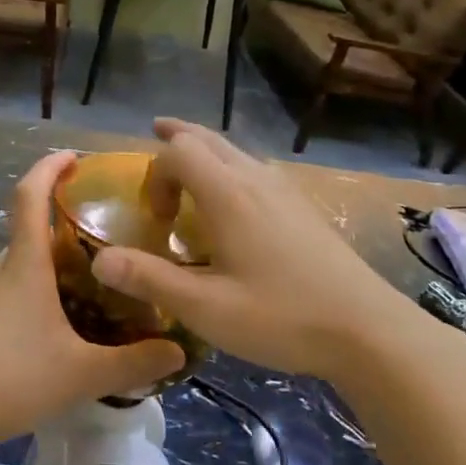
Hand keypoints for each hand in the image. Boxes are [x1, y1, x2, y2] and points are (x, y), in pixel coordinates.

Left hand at [0, 151, 185, 446]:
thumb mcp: (82, 374)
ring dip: (52, 263)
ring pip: (22, 264)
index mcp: (25, 264)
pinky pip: (11, 290)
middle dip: (65, 226)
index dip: (49, 167)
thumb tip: (179, 353)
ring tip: (91, 282)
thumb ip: (134, 363)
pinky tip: (58, 324)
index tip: (73, 156)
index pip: (30, 195)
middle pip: (31, 230)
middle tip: (107, 237)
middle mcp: (0, 269)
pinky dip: (37, 290)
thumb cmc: (12, 377)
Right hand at [90, 119, 399, 379]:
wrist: (368, 331)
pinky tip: (236, 201)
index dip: (155, 175)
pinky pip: (256, 170)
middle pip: (208, 139)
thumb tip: (97, 260)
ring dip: (205, 150)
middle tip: (155, 133)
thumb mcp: (205, 308)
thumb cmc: (281, 317)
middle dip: (177, 137)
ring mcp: (285, 191)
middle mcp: (256, 180)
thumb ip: (149, 279)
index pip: (178, 153)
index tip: (155, 219)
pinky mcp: (305, 208)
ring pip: (236, 151)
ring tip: (189, 163)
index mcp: (229, 195)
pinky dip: (230, 167)